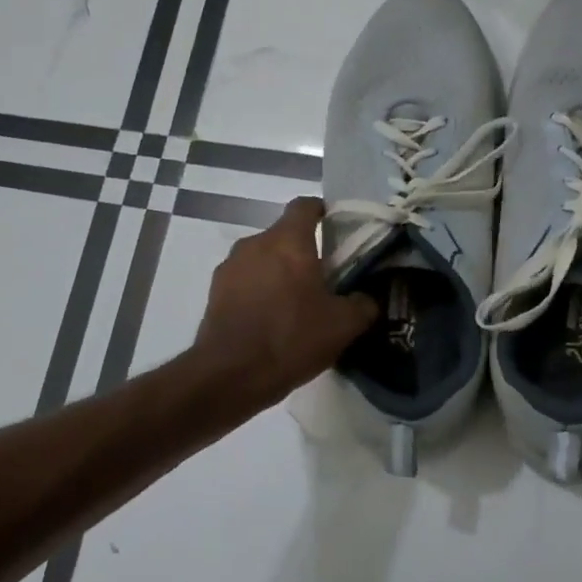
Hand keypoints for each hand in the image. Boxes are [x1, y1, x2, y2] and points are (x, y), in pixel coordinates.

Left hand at [195, 197, 378, 405]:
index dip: (322, 211)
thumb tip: (367, 298)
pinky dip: (259, 291)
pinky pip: (245, 281)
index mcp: (288, 241)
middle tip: (324, 278)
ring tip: (296, 304)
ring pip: (263, 258)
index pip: (304, 205)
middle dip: (303, 251)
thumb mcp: (343, 326)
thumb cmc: (291, 339)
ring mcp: (230, 267)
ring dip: (279, 272)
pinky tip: (271, 320)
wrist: (230, 375)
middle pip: (284, 235)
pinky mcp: (215, 292)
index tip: (336, 227)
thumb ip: (363, 304)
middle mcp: (255, 244)